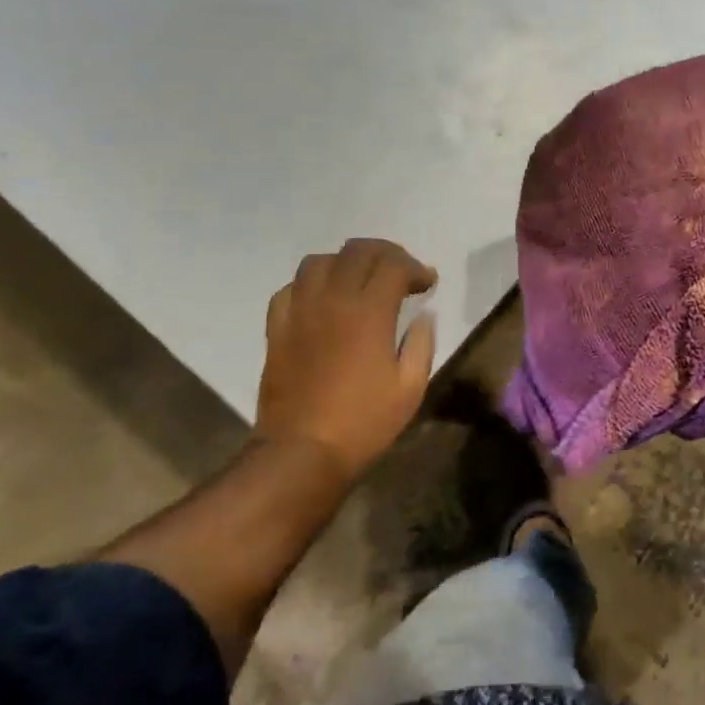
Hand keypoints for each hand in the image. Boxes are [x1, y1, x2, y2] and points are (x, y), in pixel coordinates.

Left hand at [257, 238, 437, 483]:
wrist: (301, 453)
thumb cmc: (364, 422)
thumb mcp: (411, 387)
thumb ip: (422, 343)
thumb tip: (423, 315)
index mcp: (370, 312)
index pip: (394, 264)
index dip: (415, 268)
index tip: (427, 284)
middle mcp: (333, 300)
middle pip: (358, 251)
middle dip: (385, 254)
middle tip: (400, 274)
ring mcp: (300, 312)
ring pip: (319, 261)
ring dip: (346, 263)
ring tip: (360, 281)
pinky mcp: (277, 328)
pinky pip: (290, 288)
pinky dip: (310, 284)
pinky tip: (323, 301)